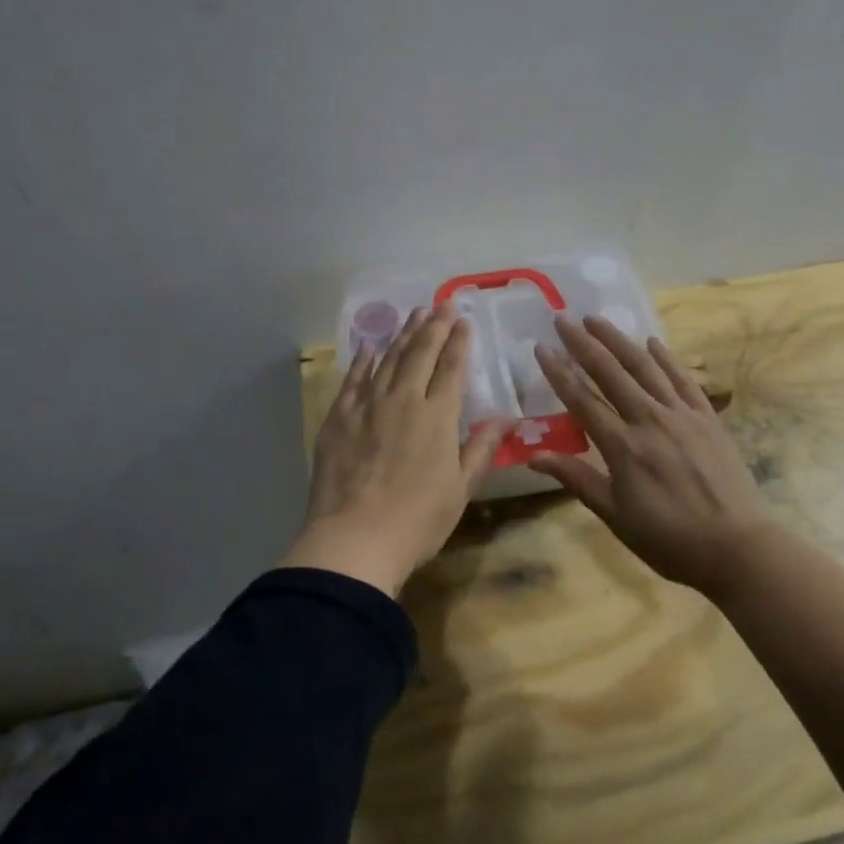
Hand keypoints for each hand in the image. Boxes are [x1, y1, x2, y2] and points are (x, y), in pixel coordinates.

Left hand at [283, 304, 505, 595]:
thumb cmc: (417, 520)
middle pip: (420, 354)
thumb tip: (504, 419)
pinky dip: (362, 360)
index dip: (459, 342)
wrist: (354, 539)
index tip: (463, 320)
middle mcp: (404, 400)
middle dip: (434, 326)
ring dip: (403, 335)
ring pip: (388, 360)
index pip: (451, 368)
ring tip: (414, 315)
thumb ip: (480, 449)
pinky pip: (353, 380)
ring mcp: (367, 406)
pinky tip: (368, 346)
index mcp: (437, 417)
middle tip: (441, 303)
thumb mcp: (460, 489)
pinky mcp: (339, 418)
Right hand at [530, 315, 781, 596]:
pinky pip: (683, 380)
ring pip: (645, 367)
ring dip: (618, 340)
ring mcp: (682, 415)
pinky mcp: (707, 418)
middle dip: (583, 343)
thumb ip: (577, 479)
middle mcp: (649, 420)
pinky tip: (652, 342)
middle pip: (610, 373)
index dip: (559, 373)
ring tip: (597, 319)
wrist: (738, 547)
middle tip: (563, 319)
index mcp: (623, 447)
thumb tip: (534, 457)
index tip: (541, 348)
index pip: (582, 400)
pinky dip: (665, 359)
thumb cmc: (669, 539)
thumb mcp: (616, 516)